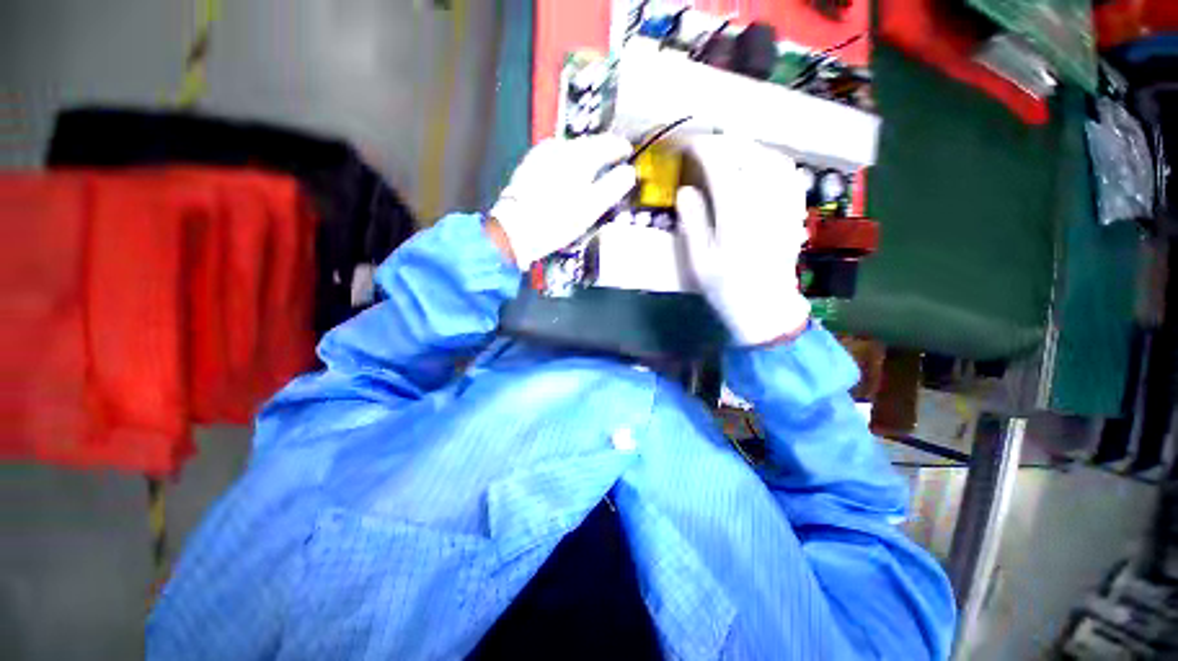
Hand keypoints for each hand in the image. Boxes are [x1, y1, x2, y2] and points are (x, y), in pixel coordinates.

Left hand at [490, 135, 637, 267]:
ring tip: (590, 168)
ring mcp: (542, 155)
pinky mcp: (529, 165)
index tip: (626, 151)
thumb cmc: (556, 221)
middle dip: (601, 150)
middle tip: (611, 160)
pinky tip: (565, 172)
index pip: (607, 143)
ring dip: (583, 155)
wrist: (517, 228)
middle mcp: (560, 149)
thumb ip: (613, 186)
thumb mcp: (592, 207)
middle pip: (588, 143)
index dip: (620, 147)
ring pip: (570, 148)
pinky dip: (565, 160)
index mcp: (580, 157)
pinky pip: (554, 155)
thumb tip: (628, 173)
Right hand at [677, 135, 810, 345]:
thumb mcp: (700, 262)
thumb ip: (693, 223)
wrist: (765, 309)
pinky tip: (760, 165)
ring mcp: (784, 206)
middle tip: (706, 144)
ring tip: (730, 150)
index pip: (721, 167)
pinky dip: (772, 161)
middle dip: (725, 143)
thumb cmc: (726, 289)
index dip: (704, 150)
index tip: (688, 145)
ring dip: (750, 147)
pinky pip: (789, 175)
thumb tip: (685, 189)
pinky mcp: (795, 212)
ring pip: (772, 160)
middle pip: (749, 155)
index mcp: (736, 216)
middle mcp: (764, 204)